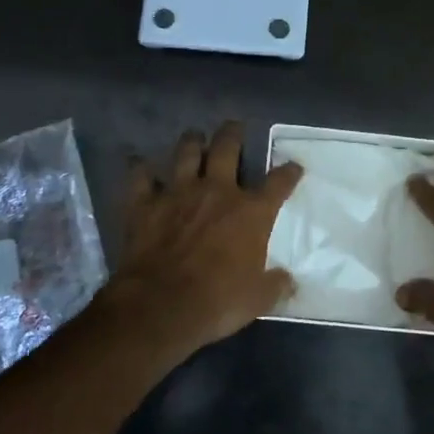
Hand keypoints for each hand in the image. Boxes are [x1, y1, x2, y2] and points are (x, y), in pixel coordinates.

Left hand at [111, 120, 303, 349]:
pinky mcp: (145, 203)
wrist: (161, 305)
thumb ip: (275, 285)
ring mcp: (179, 193)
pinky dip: (140, 168)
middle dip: (233, 134)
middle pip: (227, 148)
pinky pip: (140, 176)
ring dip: (192, 142)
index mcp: (251, 212)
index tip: (293, 166)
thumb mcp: (258, 299)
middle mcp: (217, 191)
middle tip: (234, 127)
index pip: (278, 183)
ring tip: (194, 137)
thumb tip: (289, 281)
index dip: (288, 172)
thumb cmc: (217, 301)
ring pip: (186, 152)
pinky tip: (139, 164)